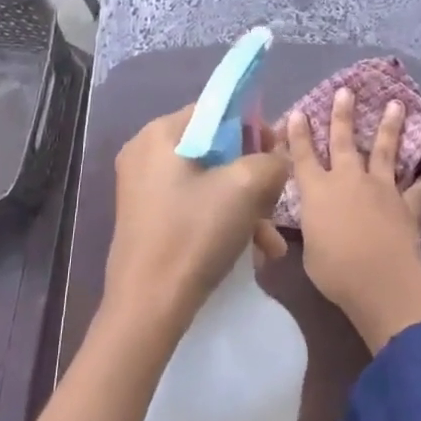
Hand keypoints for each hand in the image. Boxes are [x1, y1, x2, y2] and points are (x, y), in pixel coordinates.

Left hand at [106, 104, 288, 336]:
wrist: (148, 308)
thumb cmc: (194, 234)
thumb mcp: (245, 187)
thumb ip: (271, 161)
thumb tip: (277, 159)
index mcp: (159, 134)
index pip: (216, 112)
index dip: (252, 128)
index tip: (276, 155)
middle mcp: (146, 154)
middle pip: (215, 149)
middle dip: (252, 177)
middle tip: (276, 200)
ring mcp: (143, 189)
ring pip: (209, 182)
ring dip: (245, 206)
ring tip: (271, 242)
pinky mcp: (148, 219)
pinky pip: (195, 206)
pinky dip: (224, 221)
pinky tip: (254, 253)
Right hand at [286, 88, 420, 352]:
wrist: (380, 281)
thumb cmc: (334, 271)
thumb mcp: (309, 250)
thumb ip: (313, 228)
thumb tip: (316, 223)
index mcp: (317, 191)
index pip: (303, 156)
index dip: (298, 134)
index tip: (298, 112)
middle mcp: (347, 180)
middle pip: (343, 140)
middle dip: (342, 114)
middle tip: (345, 91)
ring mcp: (380, 187)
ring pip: (384, 150)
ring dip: (389, 126)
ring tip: (396, 104)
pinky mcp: (405, 203)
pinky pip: (419, 188)